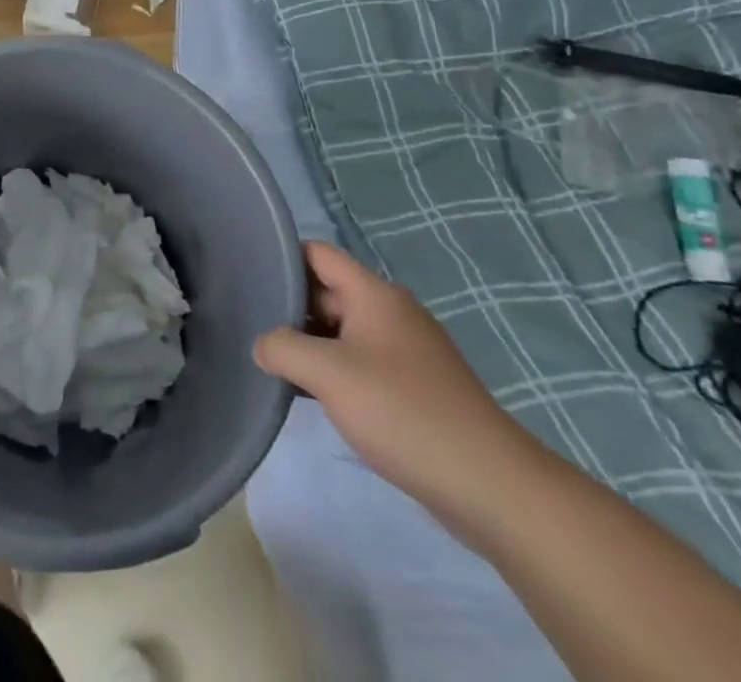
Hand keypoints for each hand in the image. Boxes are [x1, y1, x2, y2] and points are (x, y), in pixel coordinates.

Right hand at [253, 242, 536, 530]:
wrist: (492, 487)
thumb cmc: (403, 412)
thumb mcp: (327, 373)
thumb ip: (281, 347)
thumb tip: (263, 345)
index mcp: (374, 294)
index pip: (317, 253)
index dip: (282, 258)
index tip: (248, 278)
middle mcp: (392, 312)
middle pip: (328, 291)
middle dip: (290, 306)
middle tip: (250, 326)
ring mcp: (407, 351)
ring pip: (343, 330)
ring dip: (310, 343)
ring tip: (273, 362)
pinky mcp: (416, 387)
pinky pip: (362, 361)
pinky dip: (334, 369)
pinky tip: (312, 395)